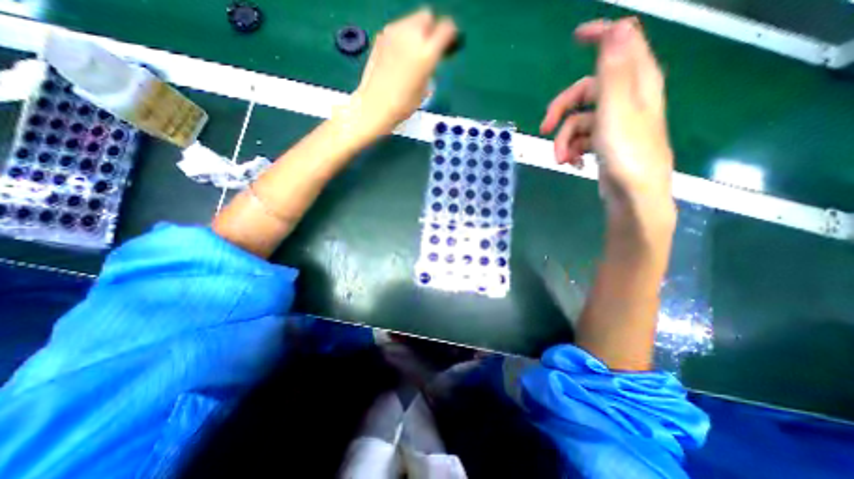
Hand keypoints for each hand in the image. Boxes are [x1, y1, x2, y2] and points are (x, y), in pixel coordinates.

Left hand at [350, 9, 456, 135]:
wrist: (376, 105)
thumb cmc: (403, 104)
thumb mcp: (424, 88)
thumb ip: (429, 66)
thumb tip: (429, 58)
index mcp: (427, 53)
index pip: (446, 29)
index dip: (450, 34)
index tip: (448, 43)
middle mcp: (412, 36)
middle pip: (427, 16)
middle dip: (430, 29)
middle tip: (428, 47)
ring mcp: (394, 33)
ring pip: (411, 20)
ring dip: (415, 32)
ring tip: (412, 53)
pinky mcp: (380, 36)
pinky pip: (397, 29)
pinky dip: (401, 37)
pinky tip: (398, 56)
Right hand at [543, 18, 676, 216]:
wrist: (632, 195)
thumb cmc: (627, 153)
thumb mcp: (617, 110)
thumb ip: (615, 71)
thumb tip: (617, 27)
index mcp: (636, 82)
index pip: (622, 42)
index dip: (600, 35)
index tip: (575, 38)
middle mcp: (626, 99)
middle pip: (585, 91)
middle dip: (561, 110)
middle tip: (544, 127)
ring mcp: (613, 123)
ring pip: (578, 121)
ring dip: (563, 139)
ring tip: (561, 159)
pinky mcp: (604, 143)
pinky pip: (581, 139)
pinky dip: (571, 150)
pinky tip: (571, 163)